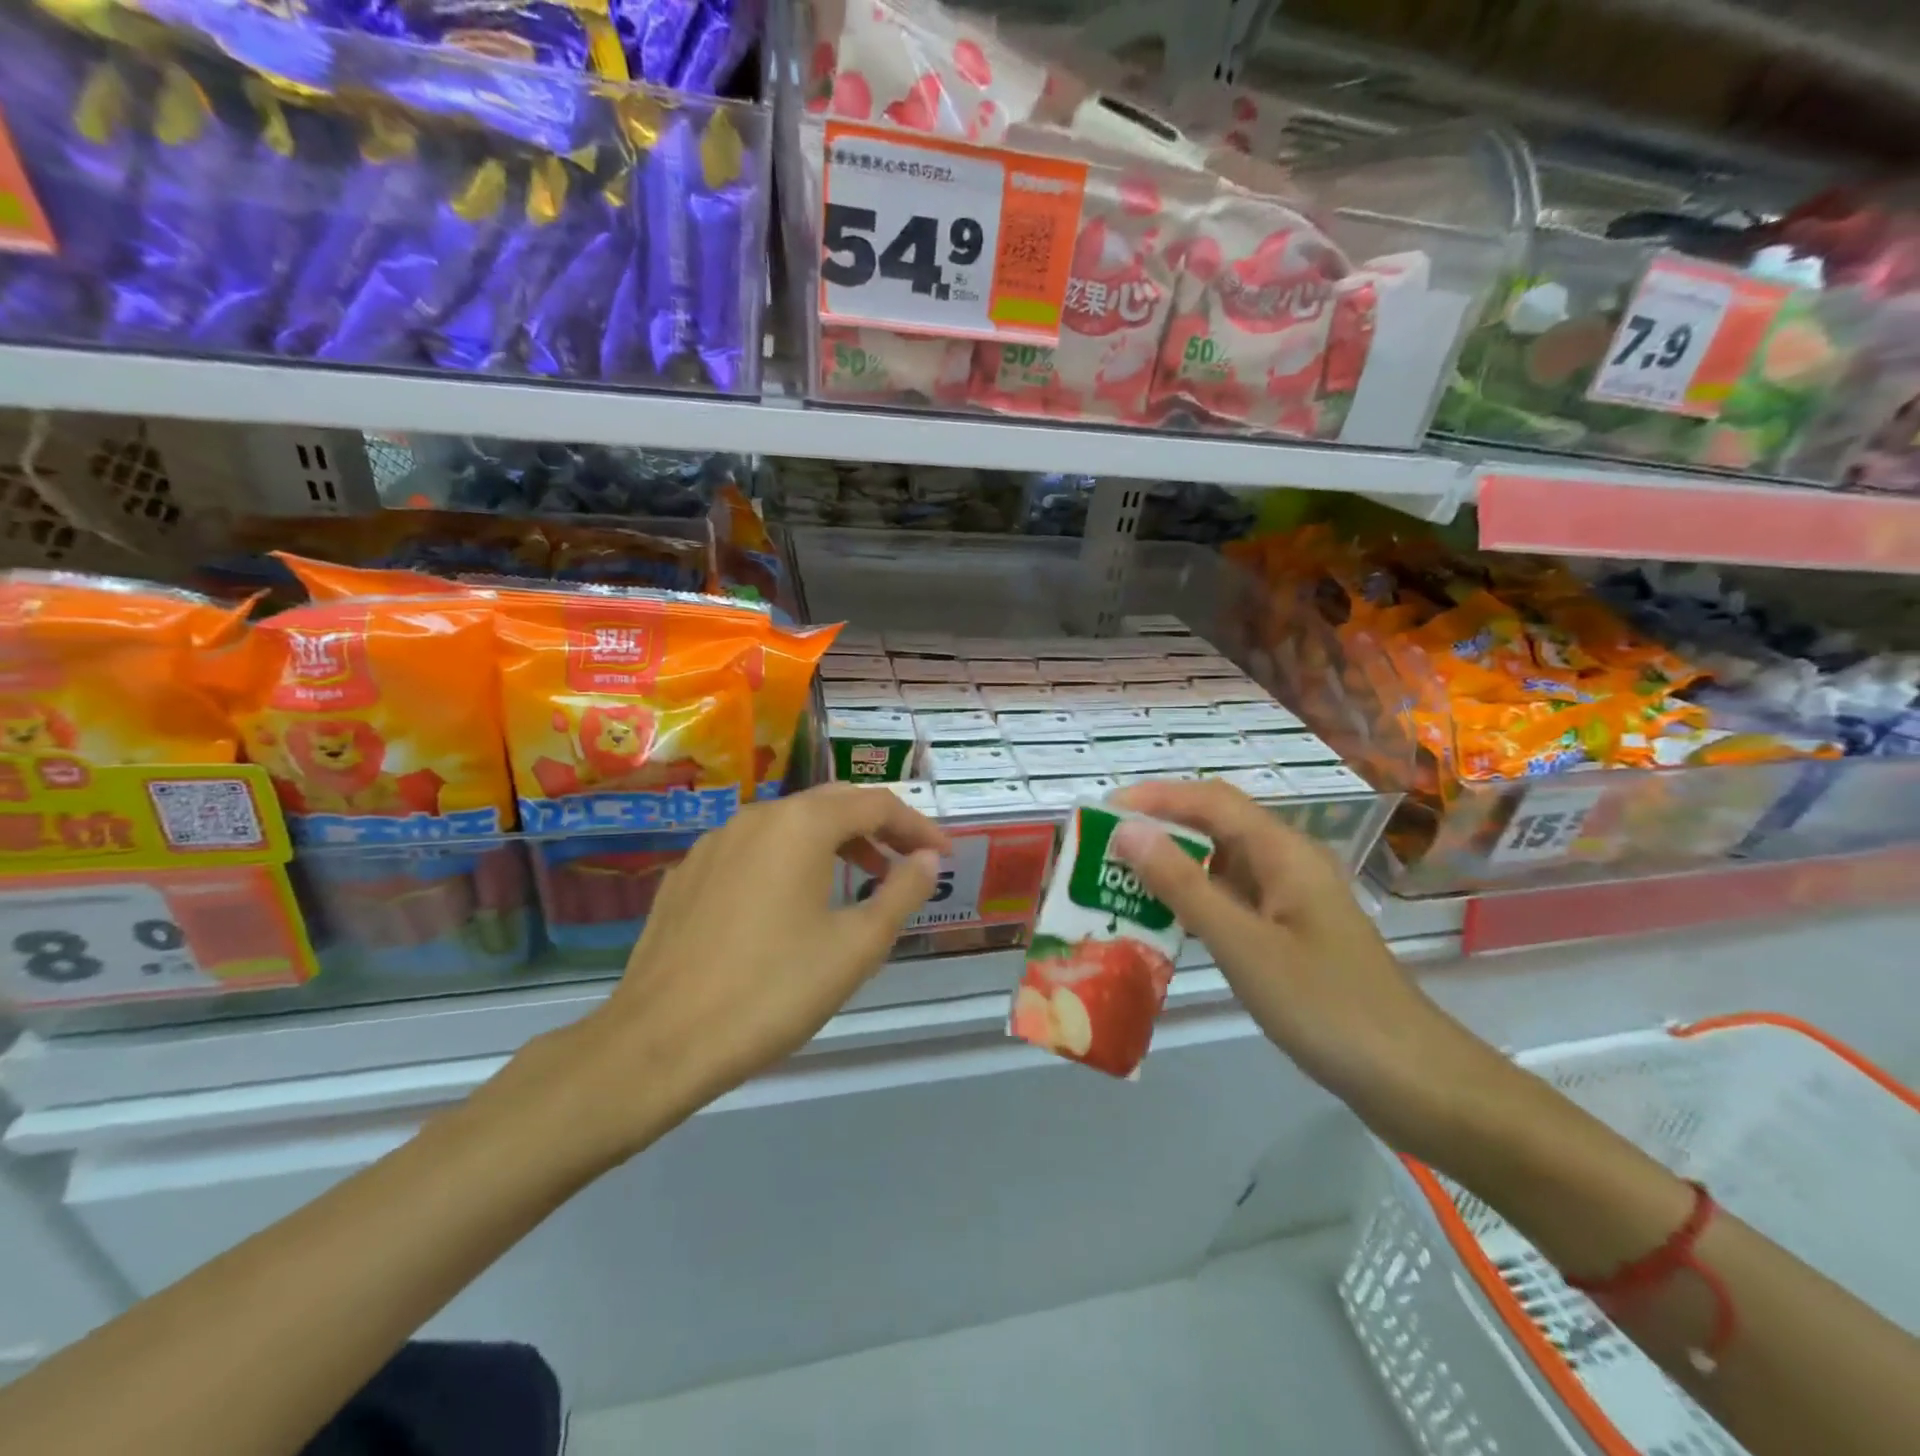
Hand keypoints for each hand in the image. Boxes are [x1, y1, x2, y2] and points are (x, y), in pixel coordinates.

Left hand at [505, 785, 950, 1166]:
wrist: (659, 1042)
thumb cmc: (772, 991)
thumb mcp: (855, 947)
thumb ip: (901, 893)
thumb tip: (927, 860)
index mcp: (801, 825)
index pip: (876, 804)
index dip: (917, 827)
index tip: (944, 857)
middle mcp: (756, 816)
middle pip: (832, 805)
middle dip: (877, 829)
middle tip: (908, 863)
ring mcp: (715, 843)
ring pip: (789, 827)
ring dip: (833, 844)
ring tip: (858, 883)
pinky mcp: (688, 874)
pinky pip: (753, 851)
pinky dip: (789, 862)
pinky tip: (790, 906)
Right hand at [1107, 780, 1503, 1160]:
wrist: (1412, 1080)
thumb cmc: (1325, 1006)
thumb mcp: (1242, 944)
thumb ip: (1183, 885)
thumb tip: (1128, 831)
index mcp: (1283, 852)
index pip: (1210, 801)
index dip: (1156, 797)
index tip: (1103, 810)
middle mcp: (1287, 864)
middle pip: (1215, 827)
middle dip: (1158, 829)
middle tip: (1102, 849)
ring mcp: (1291, 901)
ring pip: (1221, 866)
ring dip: (1172, 868)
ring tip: (1119, 882)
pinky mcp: (1290, 935)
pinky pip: (1232, 902)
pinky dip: (1194, 903)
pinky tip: (1162, 923)